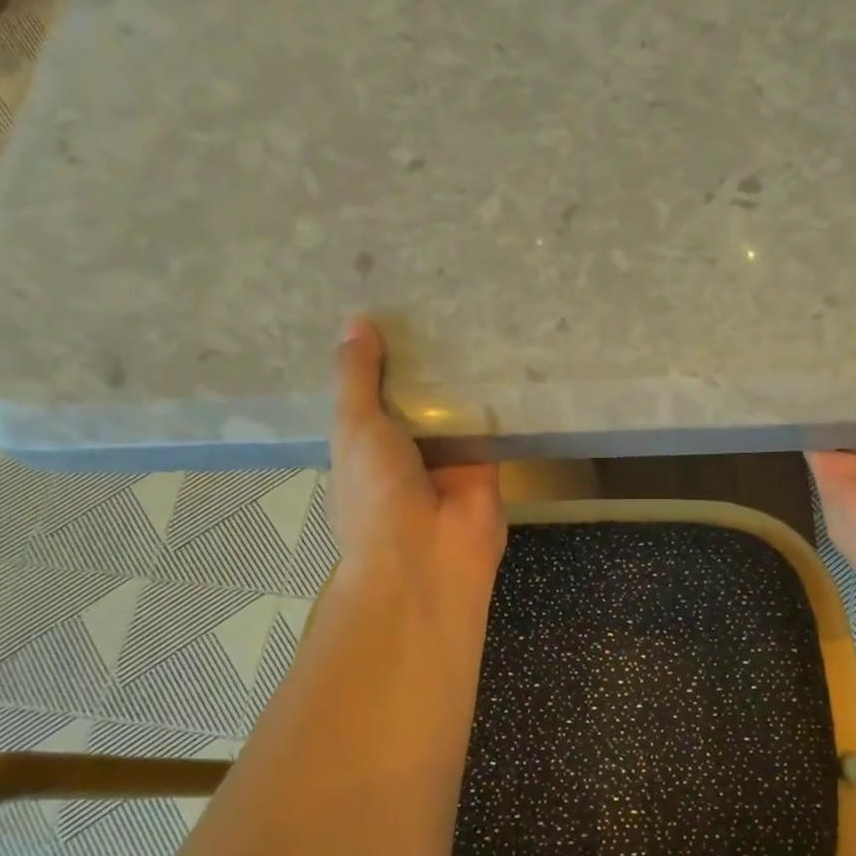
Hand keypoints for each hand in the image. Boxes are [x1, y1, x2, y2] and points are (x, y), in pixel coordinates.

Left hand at [330, 317, 505, 607]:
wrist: (429, 555)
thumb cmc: (376, 493)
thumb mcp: (354, 426)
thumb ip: (357, 377)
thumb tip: (357, 322)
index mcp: (364, 445)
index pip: (370, 393)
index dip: (375, 357)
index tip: (386, 311)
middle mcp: (405, 450)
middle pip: (415, 396)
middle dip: (421, 360)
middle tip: (434, 300)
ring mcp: (447, 458)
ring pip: (453, 407)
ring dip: (459, 375)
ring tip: (469, 314)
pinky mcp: (486, 464)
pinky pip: (489, 425)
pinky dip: (494, 398)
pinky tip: (501, 354)